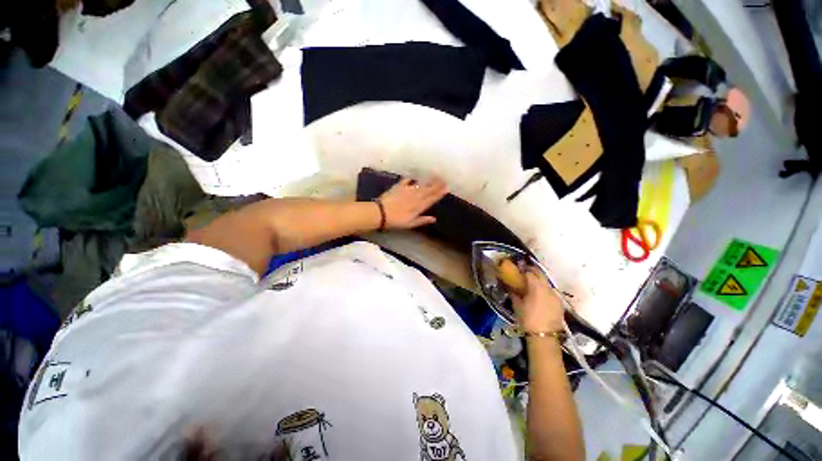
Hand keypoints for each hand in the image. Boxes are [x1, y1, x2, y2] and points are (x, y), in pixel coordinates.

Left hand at [377, 176, 447, 229]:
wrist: (381, 213)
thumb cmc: (396, 221)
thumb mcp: (411, 223)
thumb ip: (422, 220)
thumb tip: (434, 218)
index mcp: (419, 206)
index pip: (432, 198)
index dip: (440, 193)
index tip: (447, 187)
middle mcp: (415, 197)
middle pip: (428, 190)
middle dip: (437, 184)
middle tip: (444, 178)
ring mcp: (407, 191)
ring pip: (420, 184)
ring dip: (428, 180)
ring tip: (435, 176)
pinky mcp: (398, 187)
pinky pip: (406, 181)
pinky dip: (410, 179)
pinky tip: (413, 176)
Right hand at [511, 267, 564, 333]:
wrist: (544, 337)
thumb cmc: (527, 320)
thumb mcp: (517, 305)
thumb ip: (514, 293)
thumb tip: (511, 287)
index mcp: (536, 287)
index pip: (529, 273)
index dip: (523, 269)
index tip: (518, 268)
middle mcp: (548, 288)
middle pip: (540, 274)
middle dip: (532, 271)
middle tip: (525, 271)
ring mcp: (555, 295)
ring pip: (546, 283)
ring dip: (539, 281)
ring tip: (532, 284)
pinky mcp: (559, 303)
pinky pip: (551, 292)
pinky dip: (544, 290)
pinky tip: (539, 295)